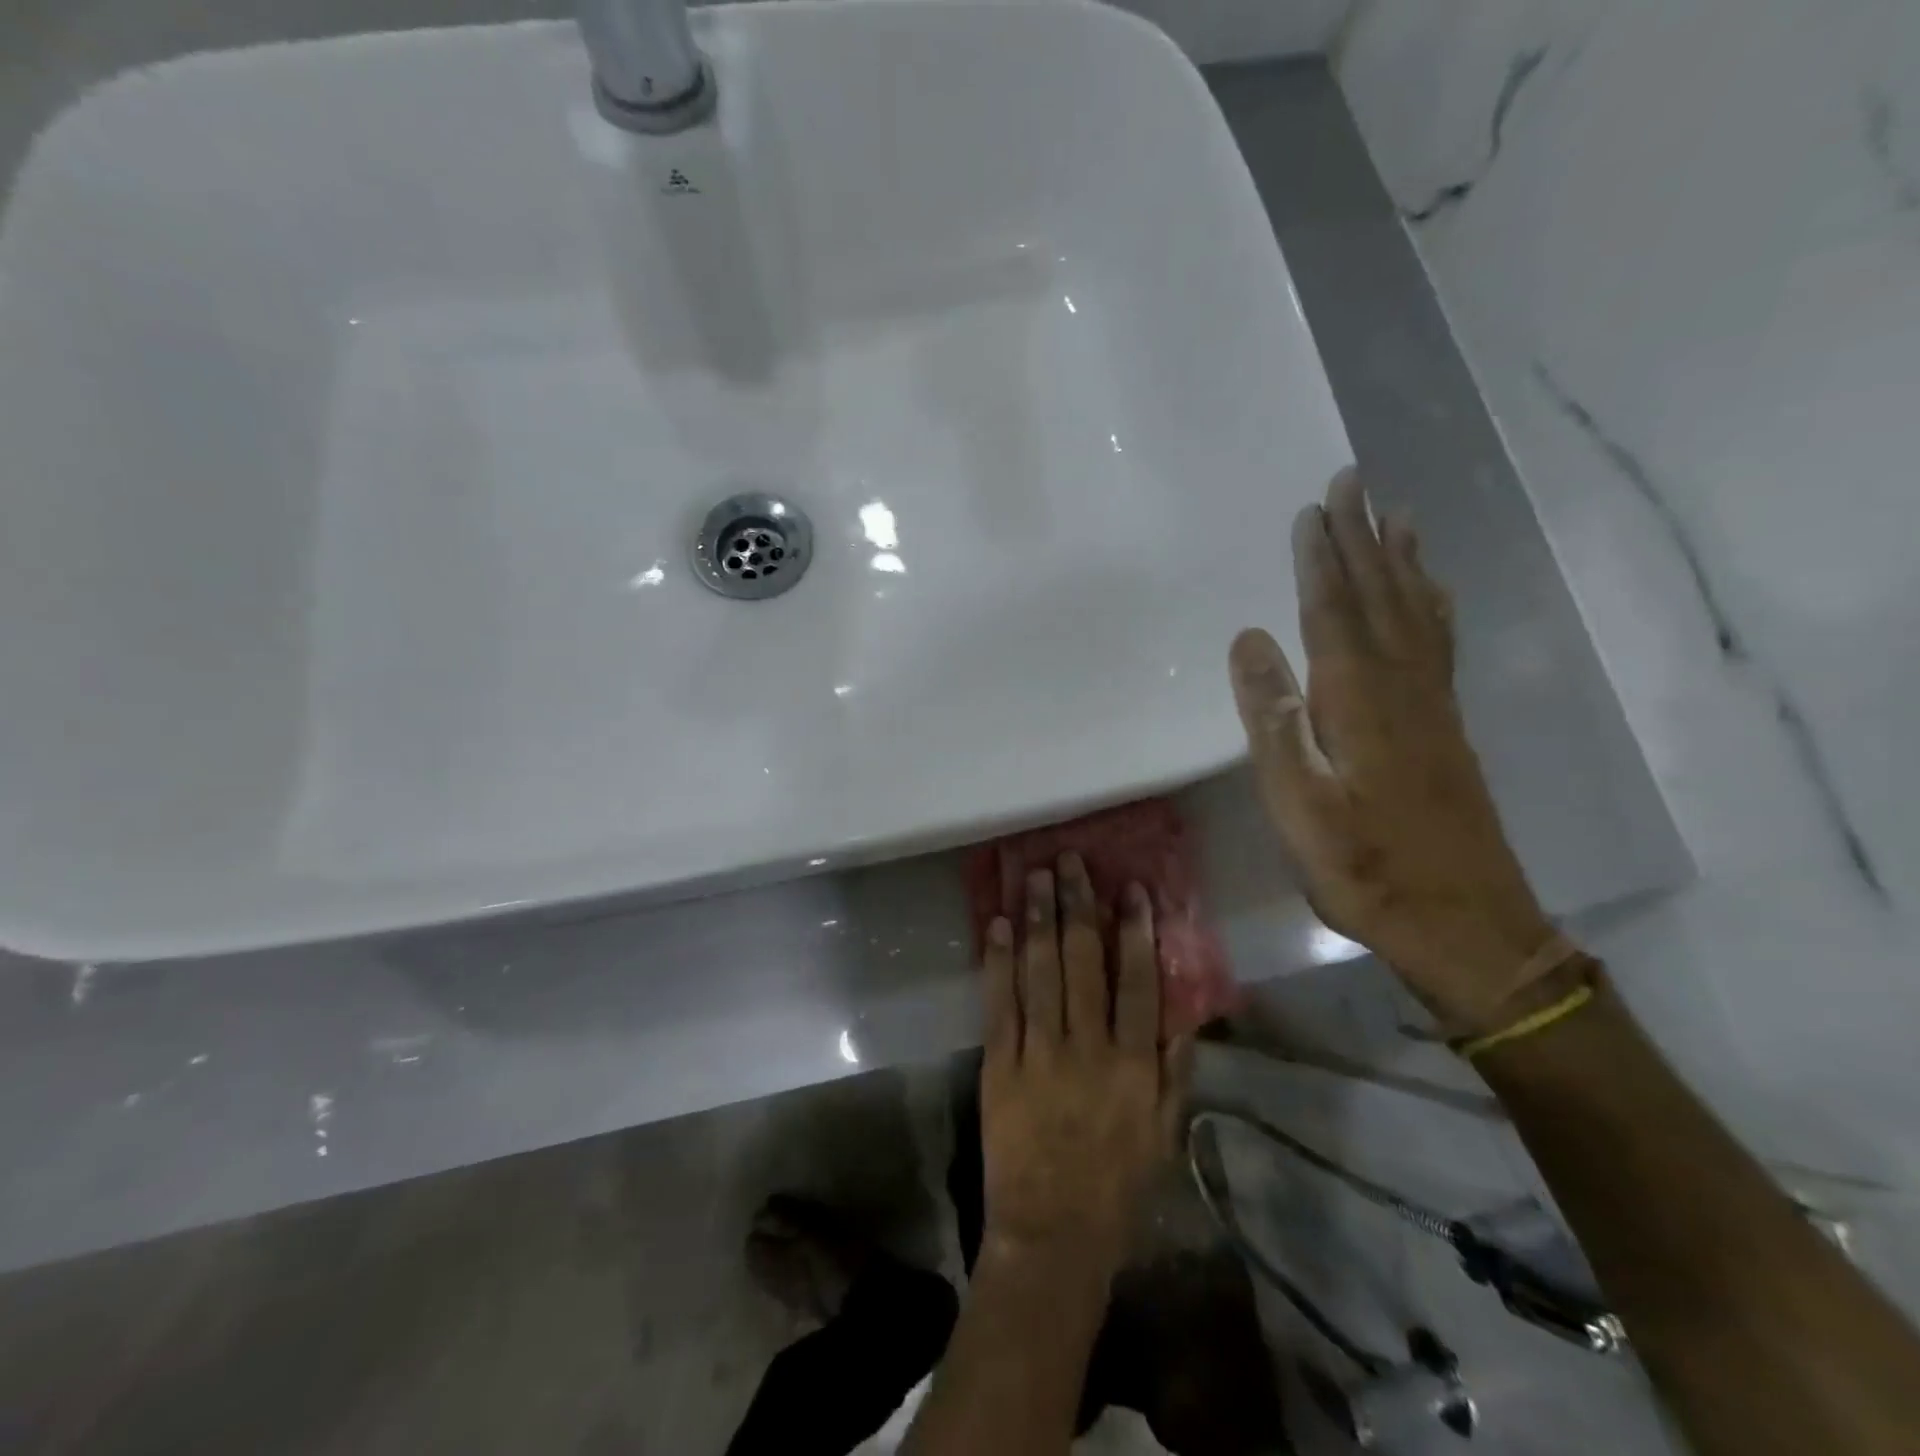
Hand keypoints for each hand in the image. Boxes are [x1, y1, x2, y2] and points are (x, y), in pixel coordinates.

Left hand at [979, 853, 1187, 1275]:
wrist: (1052, 1235)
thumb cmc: (1118, 1186)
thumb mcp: (1165, 1133)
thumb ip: (1175, 1069)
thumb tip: (1184, 1010)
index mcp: (1134, 1065)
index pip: (1138, 982)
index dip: (1135, 931)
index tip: (1130, 887)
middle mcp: (1087, 1049)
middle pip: (1083, 963)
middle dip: (1078, 906)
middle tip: (1072, 861)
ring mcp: (1039, 1054)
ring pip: (1039, 972)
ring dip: (1038, 918)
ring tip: (1034, 875)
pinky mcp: (999, 1065)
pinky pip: (999, 1003)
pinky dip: (998, 961)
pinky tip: (999, 925)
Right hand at [1228, 468, 1558, 1032]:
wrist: (1464, 923)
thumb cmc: (1363, 867)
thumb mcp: (1297, 803)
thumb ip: (1273, 719)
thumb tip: (1249, 640)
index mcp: (1357, 701)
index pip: (1333, 611)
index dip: (1320, 558)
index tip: (1313, 508)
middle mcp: (1401, 687)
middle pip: (1379, 596)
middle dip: (1362, 536)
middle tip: (1353, 480)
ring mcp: (1432, 705)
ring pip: (1415, 612)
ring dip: (1401, 560)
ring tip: (1395, 514)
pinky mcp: (1447, 726)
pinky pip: (1439, 643)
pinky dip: (1431, 604)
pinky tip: (1430, 593)